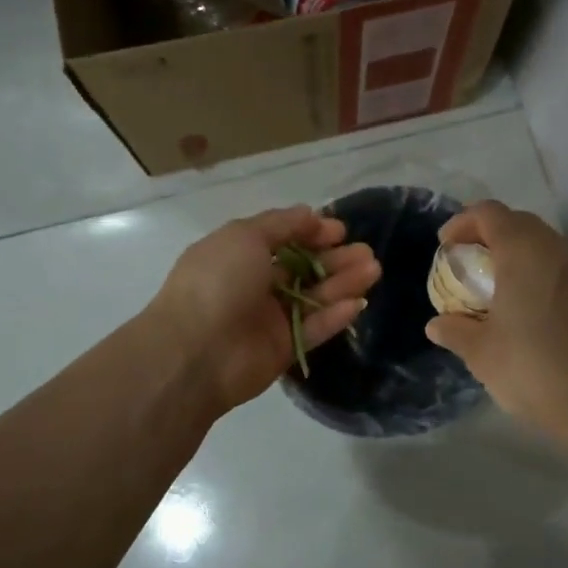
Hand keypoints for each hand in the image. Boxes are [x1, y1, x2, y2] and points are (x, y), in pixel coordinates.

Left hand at [147, 206, 380, 414]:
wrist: (194, 353)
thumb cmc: (217, 282)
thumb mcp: (244, 237)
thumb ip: (281, 224)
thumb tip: (310, 213)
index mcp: (237, 254)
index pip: (281, 239)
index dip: (311, 232)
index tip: (339, 230)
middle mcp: (253, 284)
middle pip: (303, 269)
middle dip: (335, 258)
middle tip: (367, 252)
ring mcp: (268, 319)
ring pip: (313, 297)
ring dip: (343, 283)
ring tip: (374, 270)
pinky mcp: (281, 349)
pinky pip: (313, 329)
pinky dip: (335, 316)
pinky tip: (359, 303)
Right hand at [424, 201, 567, 432]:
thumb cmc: (532, 367)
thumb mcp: (480, 352)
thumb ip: (455, 330)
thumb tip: (436, 324)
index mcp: (523, 250)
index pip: (488, 213)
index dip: (462, 223)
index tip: (445, 247)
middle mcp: (556, 247)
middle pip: (517, 222)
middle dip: (488, 236)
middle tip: (467, 264)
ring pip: (543, 242)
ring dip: (515, 253)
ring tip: (495, 286)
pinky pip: (561, 264)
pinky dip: (539, 271)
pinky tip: (527, 305)